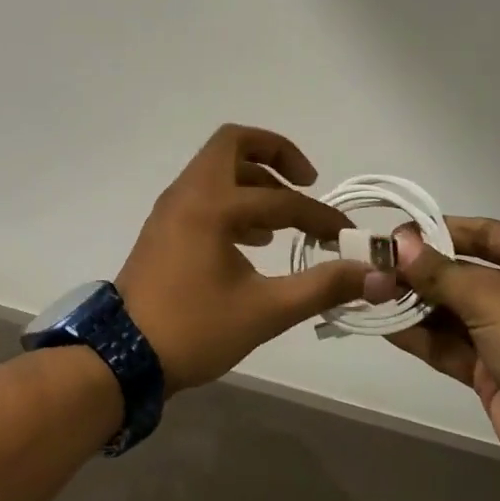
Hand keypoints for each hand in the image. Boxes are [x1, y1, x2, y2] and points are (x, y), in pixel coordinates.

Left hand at [116, 124, 394, 391]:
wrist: (123, 357)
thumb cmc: (194, 330)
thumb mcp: (266, 311)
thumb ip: (322, 286)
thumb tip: (376, 275)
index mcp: (212, 205)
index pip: (282, 199)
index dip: (321, 215)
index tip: (346, 237)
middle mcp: (188, 193)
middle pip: (233, 143)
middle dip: (275, 153)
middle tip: (306, 180)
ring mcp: (171, 207)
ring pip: (216, 167)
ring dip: (254, 179)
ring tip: (283, 220)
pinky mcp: (164, 225)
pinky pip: (203, 191)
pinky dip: (232, 199)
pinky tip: (253, 240)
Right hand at [389, 218, 499, 500]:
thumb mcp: (494, 299)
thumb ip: (439, 272)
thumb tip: (397, 243)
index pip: (486, 232)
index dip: (438, 230)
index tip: (392, 233)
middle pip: (466, 271)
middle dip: (421, 270)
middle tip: (372, 263)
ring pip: (454, 309)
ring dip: (415, 302)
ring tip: (369, 290)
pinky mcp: (495, 370)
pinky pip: (451, 344)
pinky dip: (420, 334)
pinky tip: (383, 324)